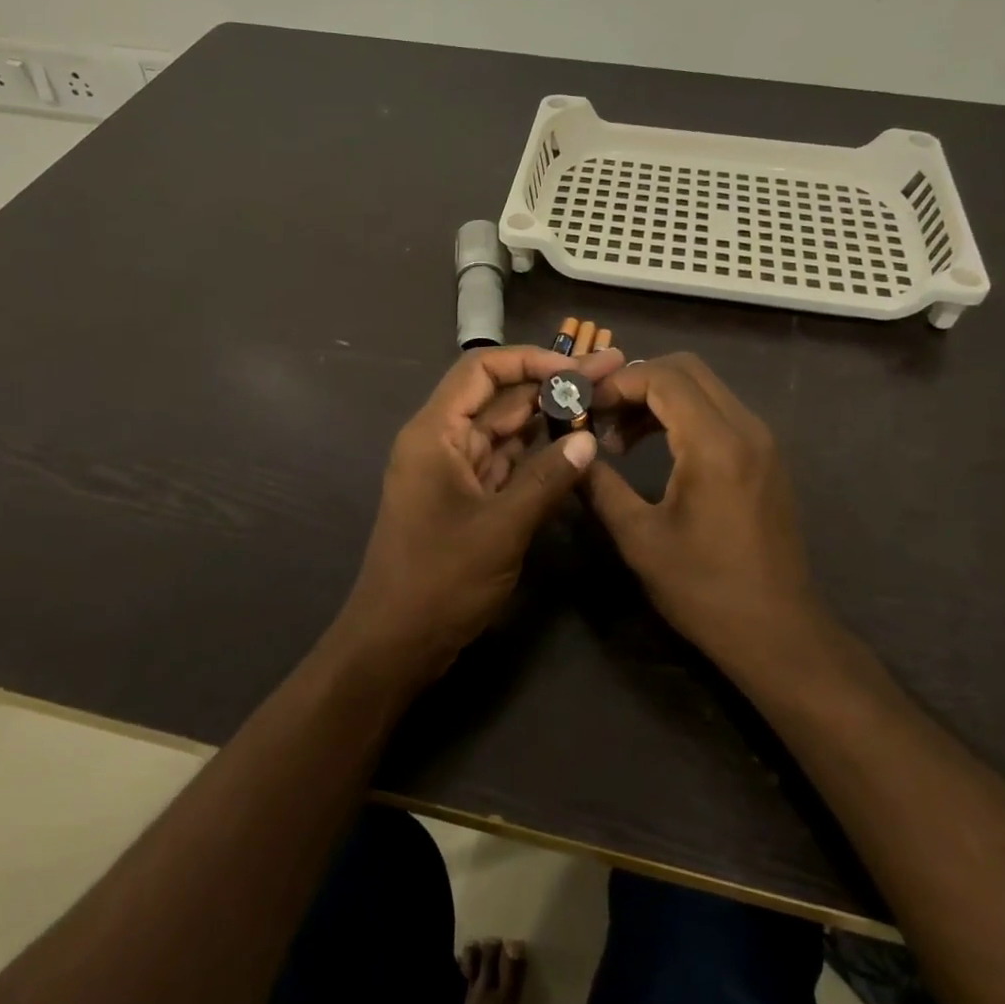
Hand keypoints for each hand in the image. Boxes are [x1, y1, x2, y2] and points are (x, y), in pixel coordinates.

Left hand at [330, 343, 626, 686]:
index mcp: (435, 432)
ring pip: (505, 430)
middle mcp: (442, 441)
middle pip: (499, 397)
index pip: (481, 370)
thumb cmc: (440, 580)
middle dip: (551, 384)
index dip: (530, 360)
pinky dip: (537, 454)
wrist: (395, 643)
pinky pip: (505, 462)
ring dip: (548, 417)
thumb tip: (588, 442)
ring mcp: (453, 470)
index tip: (577, 367)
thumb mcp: (501, 528)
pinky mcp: (466, 497)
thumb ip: (547, 480)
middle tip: (609, 373)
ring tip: (600, 402)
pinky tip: (574, 446)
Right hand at [583, 353, 818, 675]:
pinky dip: (683, 414)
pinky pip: (720, 411)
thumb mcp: (639, 538)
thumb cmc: (704, 589)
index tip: (585, 408)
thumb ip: (600, 486)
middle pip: (687, 369)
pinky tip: (657, 449)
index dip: (617, 384)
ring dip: (659, 398)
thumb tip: (570, 452)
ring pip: (704, 387)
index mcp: (715, 444)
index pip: (663, 377)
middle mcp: (746, 428)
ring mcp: (762, 440)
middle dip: (637, 381)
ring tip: (621, 439)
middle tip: (601, 415)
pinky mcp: (766, 456)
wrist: (778, 632)